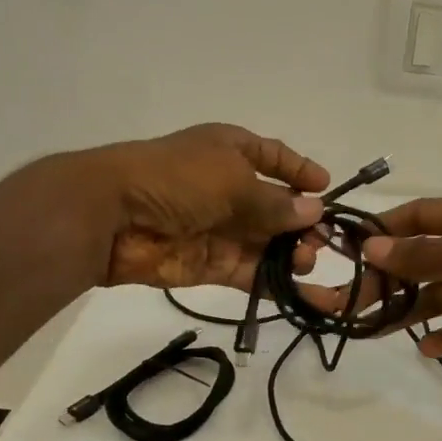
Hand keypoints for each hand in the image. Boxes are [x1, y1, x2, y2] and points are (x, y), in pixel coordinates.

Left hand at [77, 123, 328, 290]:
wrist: (113, 216)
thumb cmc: (178, 180)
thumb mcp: (234, 180)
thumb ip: (276, 201)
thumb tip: (314, 211)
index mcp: (230, 151)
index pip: (273, 157)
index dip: (300, 170)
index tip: (327, 187)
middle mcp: (227, 188)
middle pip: (275, 206)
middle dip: (301, 222)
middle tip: (322, 241)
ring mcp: (218, 228)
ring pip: (265, 242)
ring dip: (289, 253)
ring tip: (304, 261)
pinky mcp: (209, 264)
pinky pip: (248, 271)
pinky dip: (272, 280)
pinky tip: (299, 289)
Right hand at [342, 195, 441, 384]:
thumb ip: (422, 253)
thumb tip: (370, 248)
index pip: (421, 216)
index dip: (384, 231)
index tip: (345, 252)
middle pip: (425, 259)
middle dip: (390, 279)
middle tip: (351, 303)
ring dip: (410, 309)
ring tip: (374, 329)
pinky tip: (426, 348)